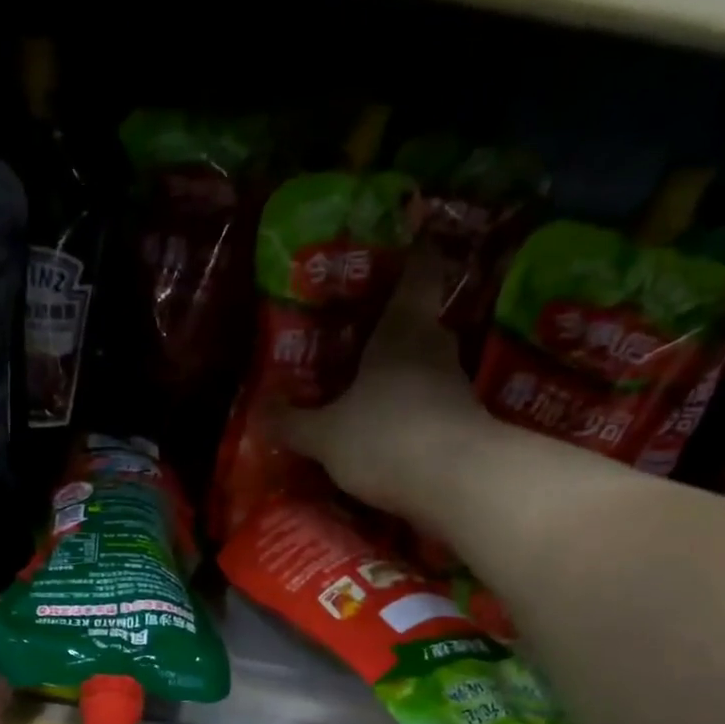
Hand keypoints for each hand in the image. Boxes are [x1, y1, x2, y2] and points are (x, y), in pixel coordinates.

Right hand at [276, 243, 493, 527]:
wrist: (457, 484)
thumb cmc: (385, 437)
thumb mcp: (324, 435)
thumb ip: (292, 423)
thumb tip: (259, 410)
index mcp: (401, 331)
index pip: (418, 273)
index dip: (414, 253)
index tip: (409, 239)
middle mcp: (435, 349)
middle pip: (420, 324)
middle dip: (396, 329)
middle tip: (364, 338)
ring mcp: (456, 389)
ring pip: (427, 370)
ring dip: (404, 378)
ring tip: (371, 393)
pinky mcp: (465, 427)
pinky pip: (433, 410)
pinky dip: (414, 416)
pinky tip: (391, 435)